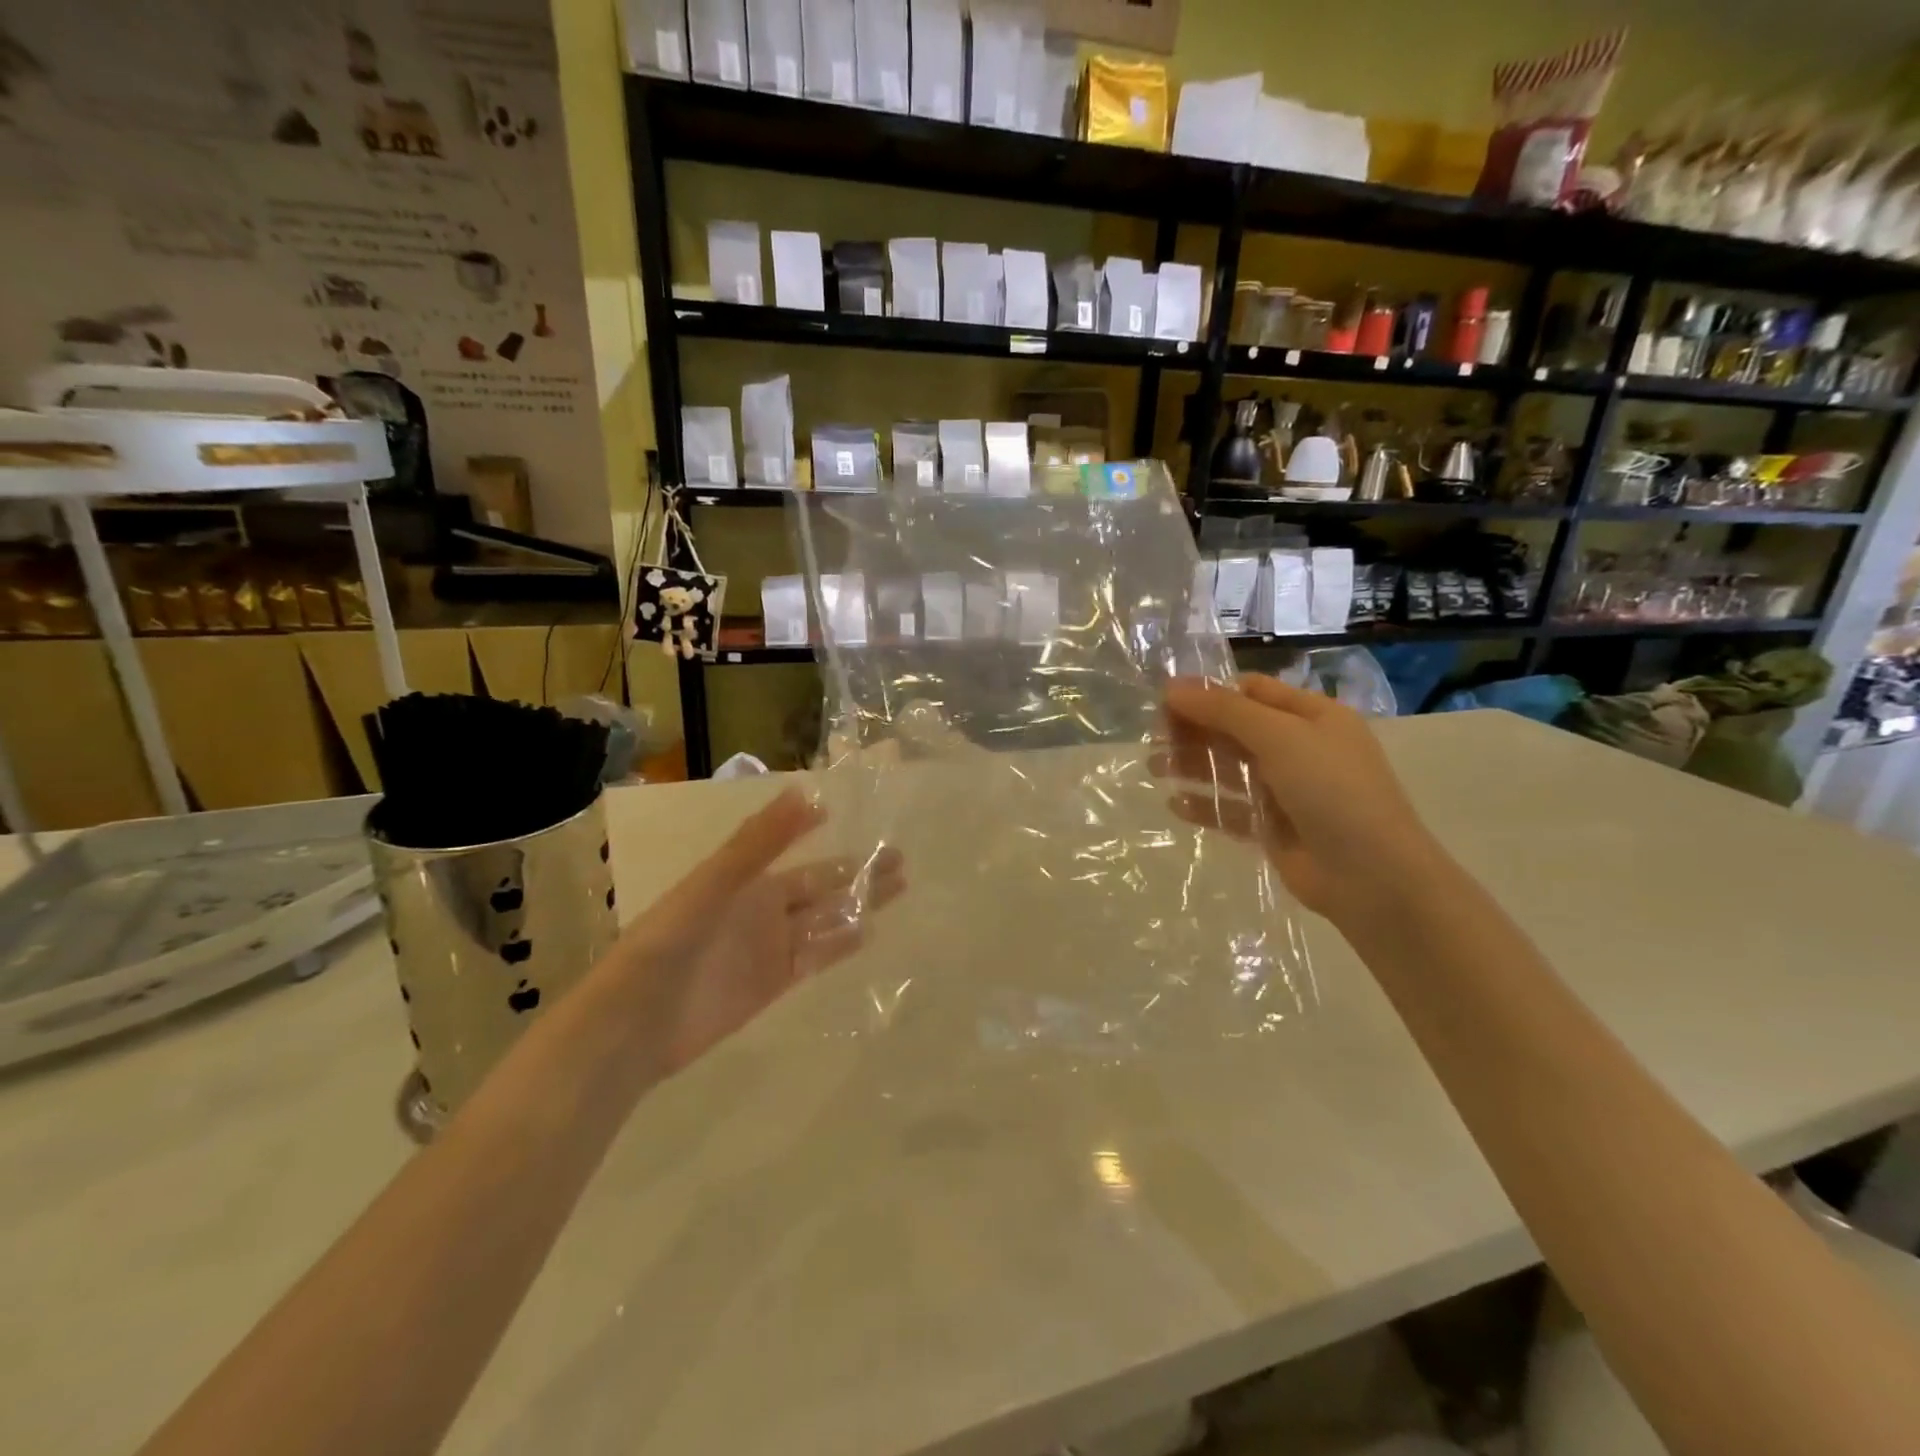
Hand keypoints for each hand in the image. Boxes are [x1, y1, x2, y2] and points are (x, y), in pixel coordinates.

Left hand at [606, 789, 905, 1073]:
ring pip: (825, 919)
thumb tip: (805, 792)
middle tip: (900, 859)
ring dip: (858, 904)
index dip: (820, 831)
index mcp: (746, 879)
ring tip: (898, 888)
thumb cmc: (670, 942)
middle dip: (857, 871)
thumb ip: (760, 841)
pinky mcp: (773, 983)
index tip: (855, 815)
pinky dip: (841, 945)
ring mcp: (769, 946)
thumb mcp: (714, 882)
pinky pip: (816, 958)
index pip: (794, 848)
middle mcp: (762, 908)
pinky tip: (869, 932)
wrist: (637, 1023)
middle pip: (820, 885)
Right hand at [1159, 676, 1443, 924]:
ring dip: (1193, 765)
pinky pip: (1232, 810)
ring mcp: (1287, 791)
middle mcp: (1300, 748)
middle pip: (1235, 730)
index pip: (1252, 692)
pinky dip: (1205, 805)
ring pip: (1230, 769)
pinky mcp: (1273, 828)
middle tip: (1153, 739)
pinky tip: (1175, 806)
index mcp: (1312, 717)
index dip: (1209, 693)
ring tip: (1155, 768)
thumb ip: (1225, 711)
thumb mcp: (1280, 737)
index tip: (1165, 702)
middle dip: (1194, 730)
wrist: (1373, 876)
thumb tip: (1172, 687)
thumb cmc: (1333, 791)